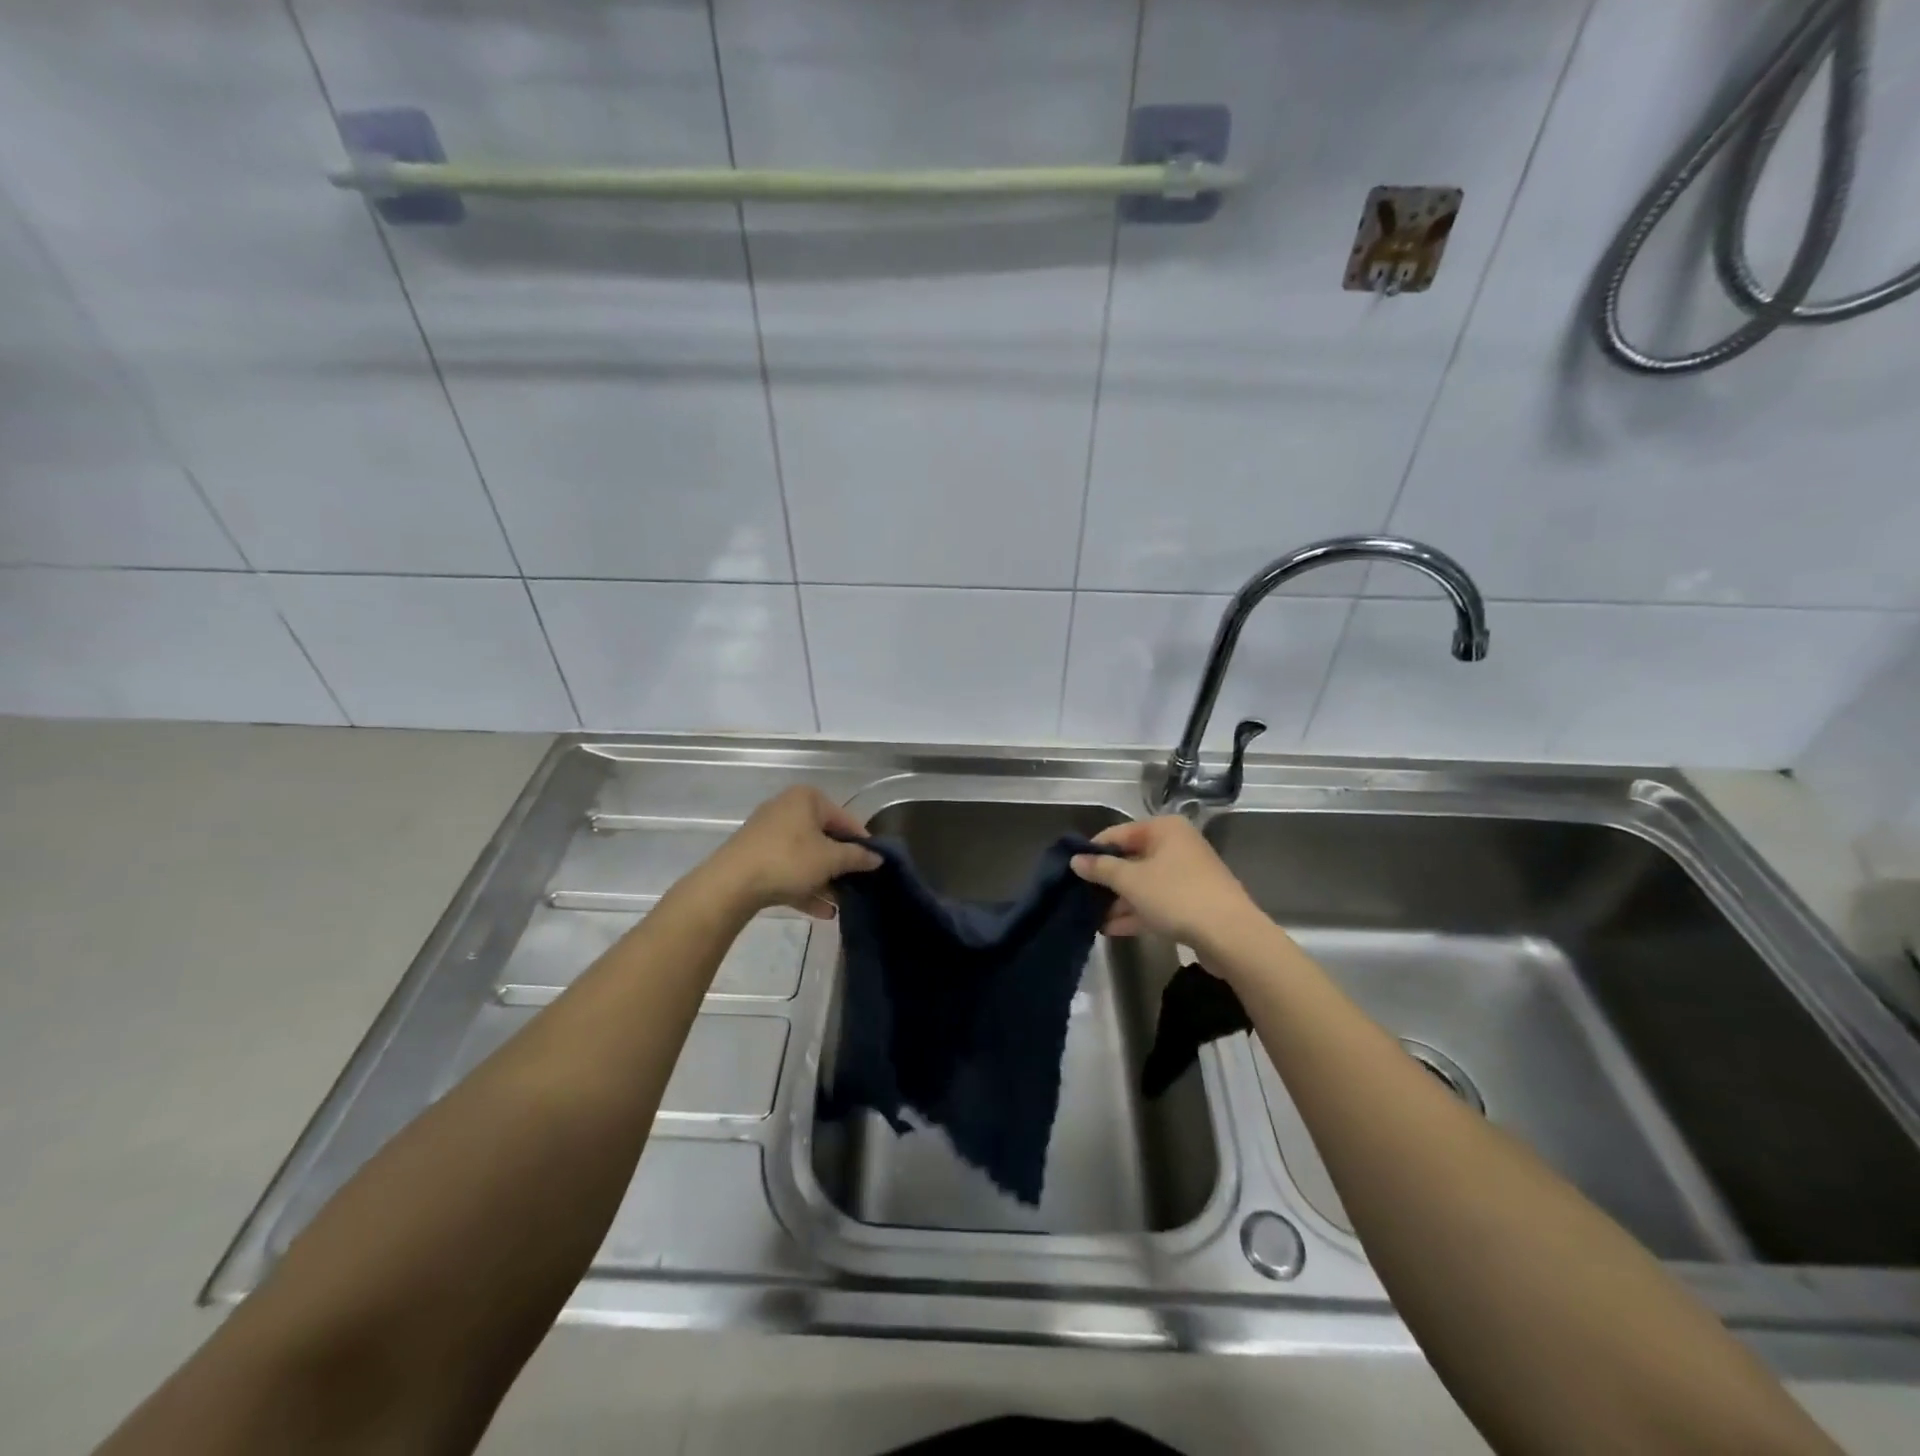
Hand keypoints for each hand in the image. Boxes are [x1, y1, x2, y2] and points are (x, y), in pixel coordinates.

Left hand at [704, 786, 881, 919]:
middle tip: (858, 885)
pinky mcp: (756, 858)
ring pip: (806, 857)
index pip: (846, 819)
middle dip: (841, 865)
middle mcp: (787, 809)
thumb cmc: (788, 860)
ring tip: (842, 904)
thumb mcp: (830, 859)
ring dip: (825, 880)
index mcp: (807, 799)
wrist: (730, 884)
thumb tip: (878, 858)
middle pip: (824, 838)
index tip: (875, 866)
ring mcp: (768, 834)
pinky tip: (823, 912)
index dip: (863, 843)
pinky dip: (805, 887)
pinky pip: (788, 870)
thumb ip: (857, 857)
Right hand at [1069, 816, 1262, 949]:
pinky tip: (1110, 928)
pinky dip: (1135, 912)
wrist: (1230, 935)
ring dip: (1118, 900)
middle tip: (1078, 896)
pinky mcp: (1192, 902)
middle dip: (1106, 880)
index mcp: (1164, 829)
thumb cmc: (1176, 895)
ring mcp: (1186, 875)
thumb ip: (1101, 869)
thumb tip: (1076, 860)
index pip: (1117, 833)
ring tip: (1089, 917)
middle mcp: (1176, 846)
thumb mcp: (1131, 881)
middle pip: (1131, 858)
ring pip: (1143, 883)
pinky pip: (1156, 902)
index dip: (1093, 851)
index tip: (1072, 871)